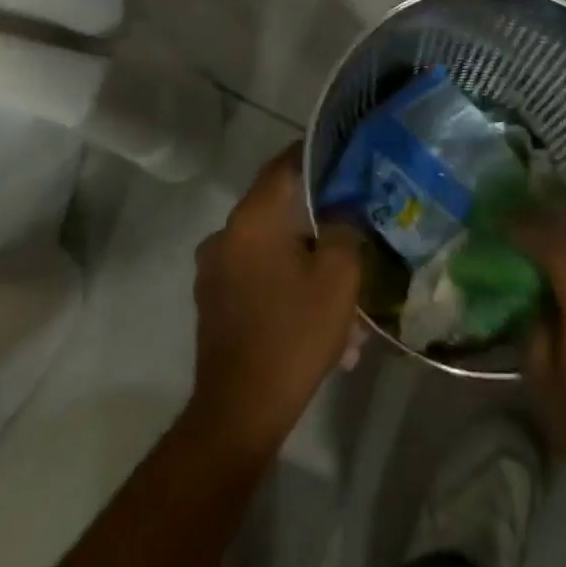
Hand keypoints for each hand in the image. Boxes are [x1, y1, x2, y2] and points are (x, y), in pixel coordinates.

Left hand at [188, 144, 363, 452]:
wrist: (240, 411)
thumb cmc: (294, 332)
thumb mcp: (339, 275)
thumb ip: (345, 227)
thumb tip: (343, 208)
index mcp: (252, 219)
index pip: (284, 165)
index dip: (315, 156)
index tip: (343, 155)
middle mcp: (226, 234)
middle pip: (279, 209)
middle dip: (318, 219)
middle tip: (352, 228)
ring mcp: (214, 270)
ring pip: (271, 247)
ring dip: (305, 261)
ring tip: (341, 291)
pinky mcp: (213, 300)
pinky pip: (258, 275)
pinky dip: (286, 283)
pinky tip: (317, 315)